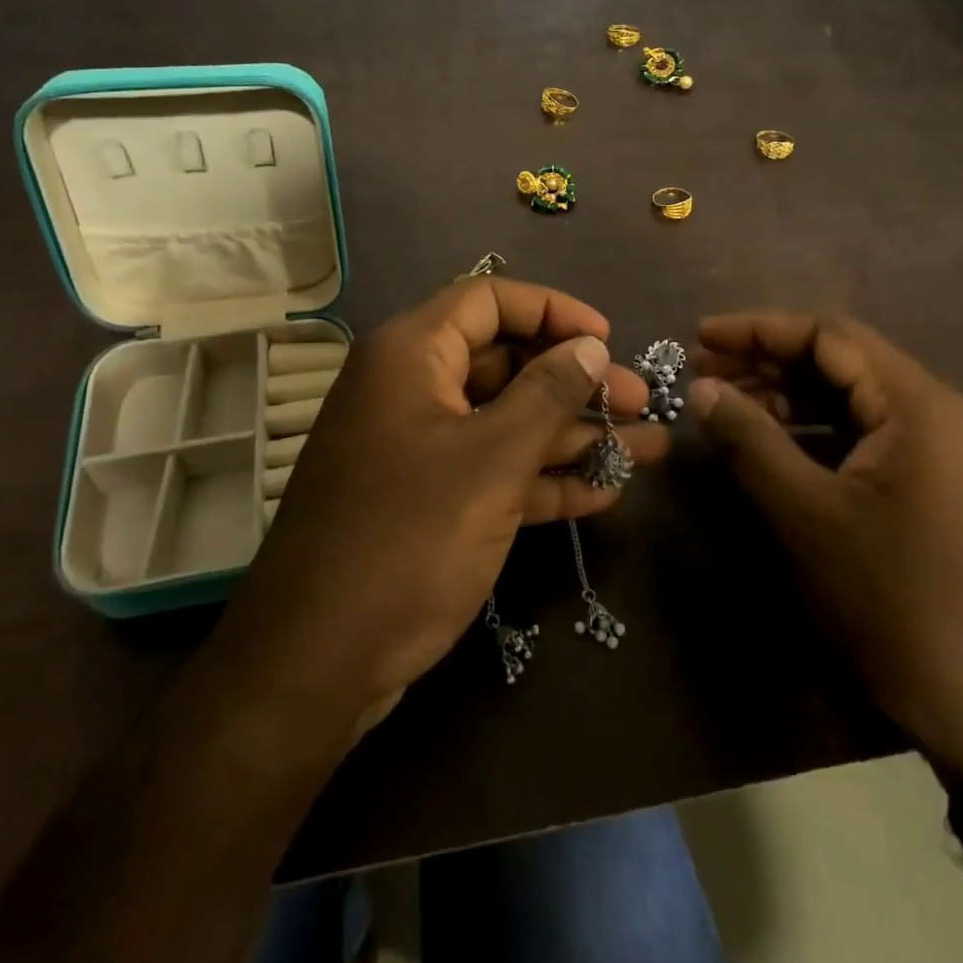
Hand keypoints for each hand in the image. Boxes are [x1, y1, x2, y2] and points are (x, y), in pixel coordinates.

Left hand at [231, 277, 668, 725]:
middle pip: (505, 361)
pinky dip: (542, 478)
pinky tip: (603, 492)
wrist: (316, 663)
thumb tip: (591, 345)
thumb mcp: (491, 460)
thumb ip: (547, 394)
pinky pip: (493, 470)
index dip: (553, 310)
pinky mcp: (427, 499)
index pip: (489, 300)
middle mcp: (412, 388)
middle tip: (640, 403)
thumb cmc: (408, 540)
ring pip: (506, 420)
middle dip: (576, 381)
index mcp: (411, 355)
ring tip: (647, 448)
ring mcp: (419, 447)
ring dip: (573, 435)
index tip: (608, 340)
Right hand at [691, 312, 962, 833]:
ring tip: (723, 408)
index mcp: (916, 403)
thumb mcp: (808, 514)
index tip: (699, 337)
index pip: (828, 335)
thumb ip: (750, 440)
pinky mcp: (927, 488)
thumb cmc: (896, 598)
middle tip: (702, 373)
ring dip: (784, 398)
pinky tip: (767, 448)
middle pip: (837, 362)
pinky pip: (859, 439)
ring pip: (847, 401)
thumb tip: (701, 387)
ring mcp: (934, 452)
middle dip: (766, 362)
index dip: (757, 329)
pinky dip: (809, 434)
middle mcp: (931, 413)